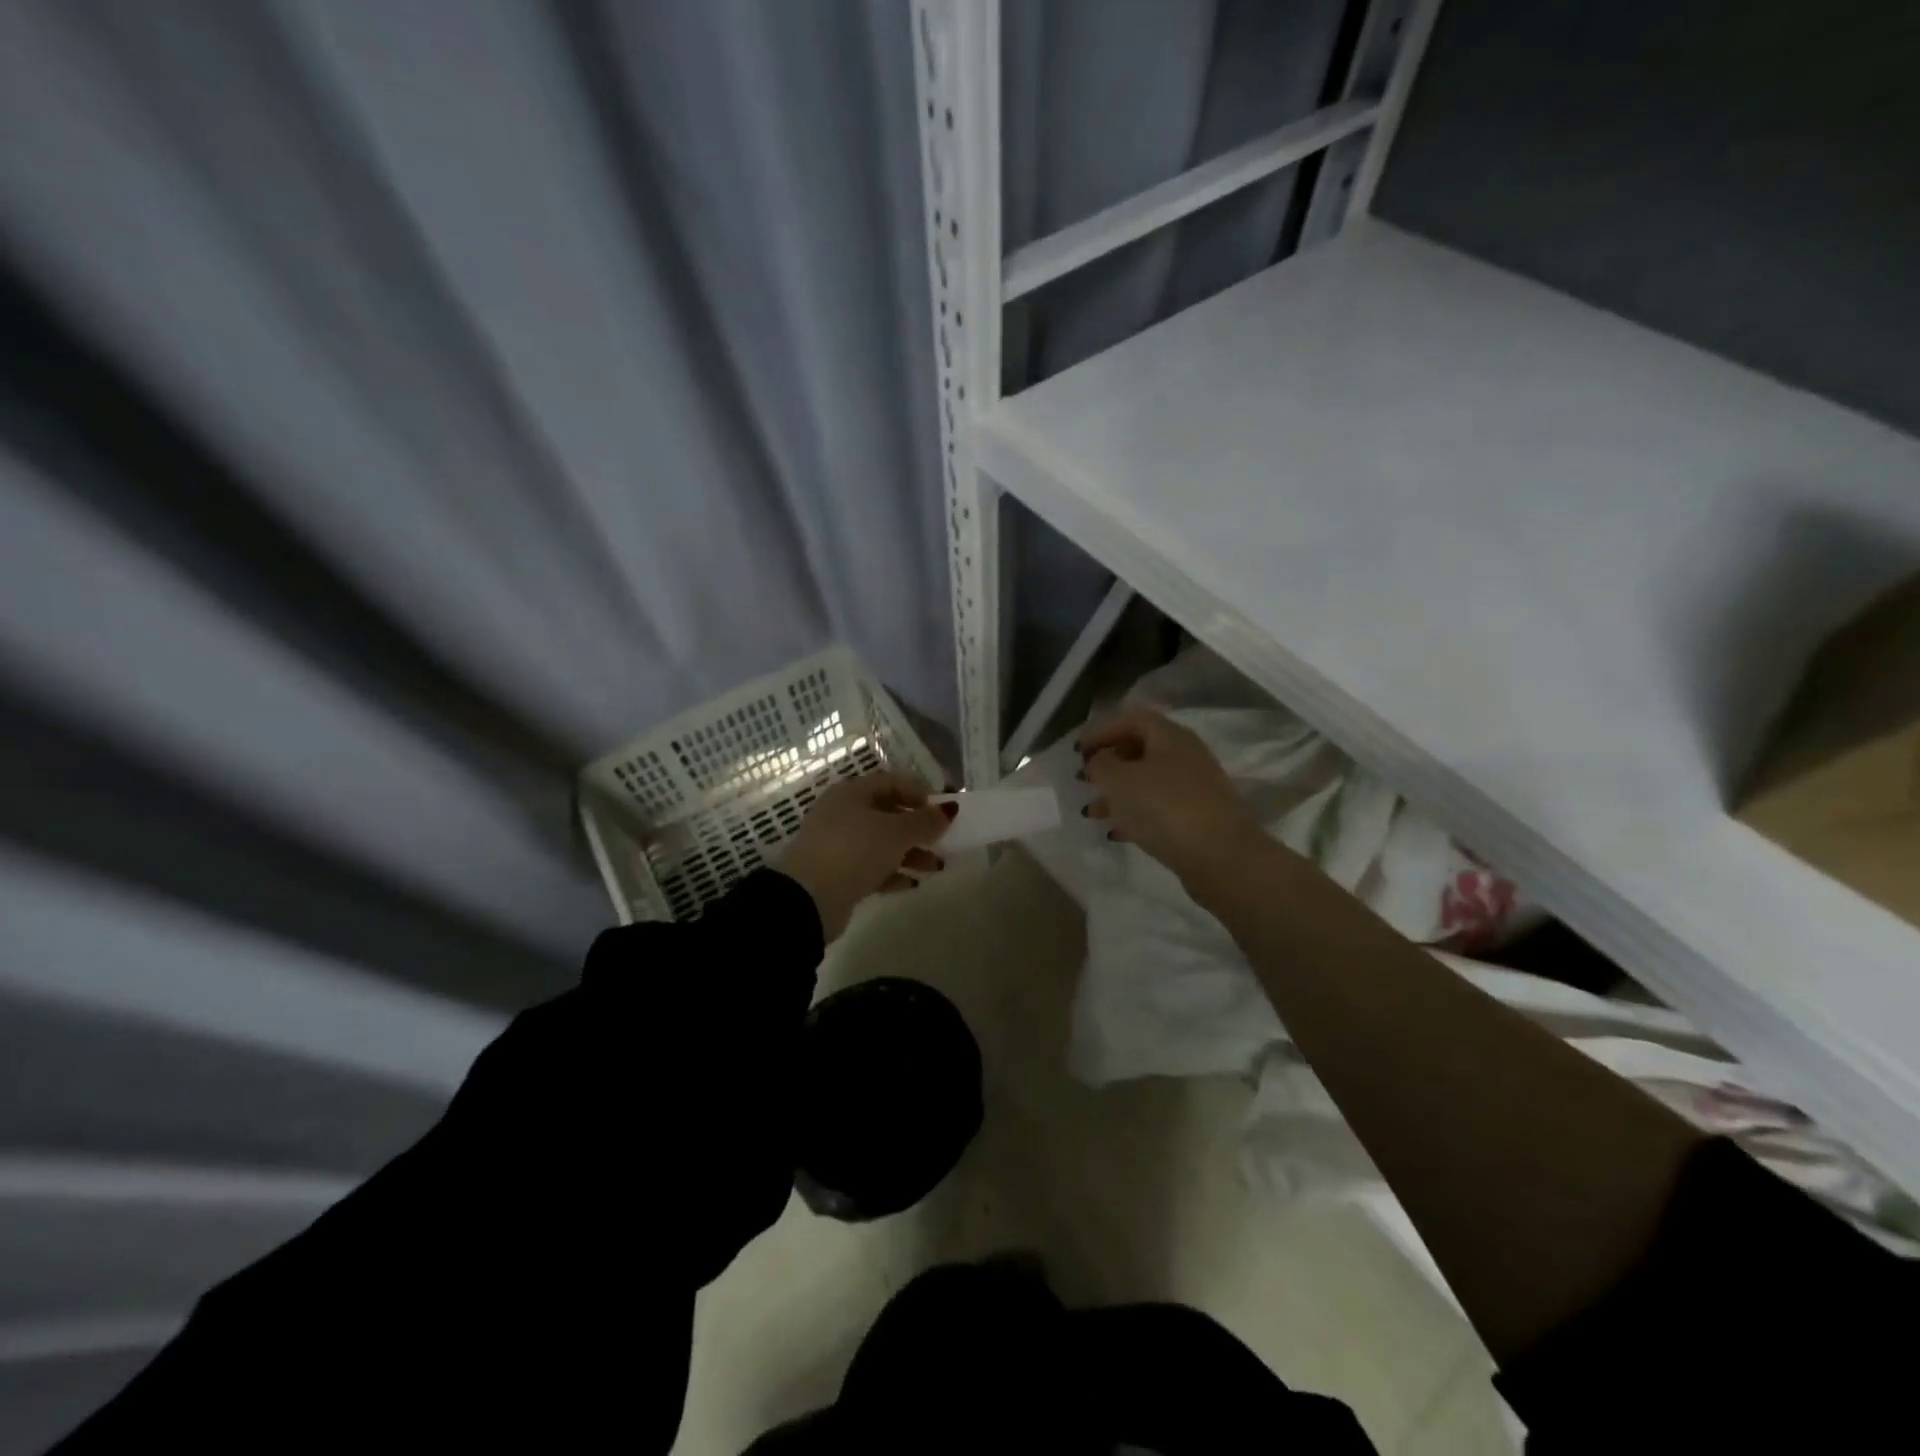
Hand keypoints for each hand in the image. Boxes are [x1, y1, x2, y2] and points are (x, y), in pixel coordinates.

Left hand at [777, 771, 954, 940]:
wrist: (809, 898)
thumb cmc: (855, 850)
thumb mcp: (896, 832)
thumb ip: (925, 821)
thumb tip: (949, 810)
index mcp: (852, 793)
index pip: (890, 782)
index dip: (918, 792)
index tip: (942, 809)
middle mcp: (842, 813)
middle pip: (887, 813)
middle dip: (917, 827)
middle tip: (942, 840)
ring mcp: (837, 844)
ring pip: (881, 842)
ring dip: (910, 853)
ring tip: (936, 867)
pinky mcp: (836, 873)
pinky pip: (871, 867)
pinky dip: (893, 872)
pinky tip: (912, 883)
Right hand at [1081, 706, 1265, 886]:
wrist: (1221, 857)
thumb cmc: (1165, 808)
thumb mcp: (1120, 781)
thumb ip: (1100, 765)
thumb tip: (1097, 761)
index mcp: (1170, 736)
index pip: (1132, 719)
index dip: (1102, 730)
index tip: (1077, 751)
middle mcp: (1186, 756)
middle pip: (1141, 749)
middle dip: (1109, 763)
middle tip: (1085, 779)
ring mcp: (1195, 788)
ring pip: (1148, 782)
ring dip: (1118, 793)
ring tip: (1091, 812)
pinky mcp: (1199, 818)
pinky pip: (1160, 808)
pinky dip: (1135, 815)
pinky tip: (1116, 832)